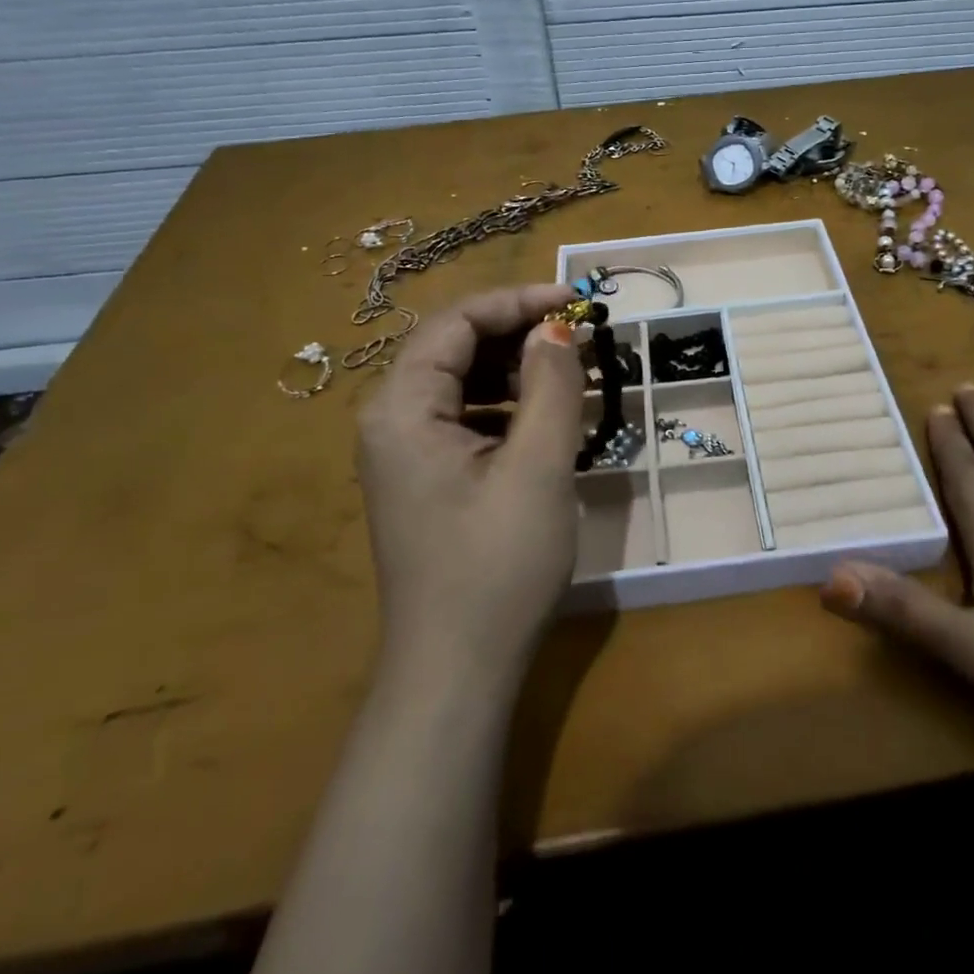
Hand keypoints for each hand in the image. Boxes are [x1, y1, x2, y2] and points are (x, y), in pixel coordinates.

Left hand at [356, 284, 584, 683]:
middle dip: (519, 334)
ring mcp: (405, 452)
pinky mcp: (426, 477)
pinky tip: (548, 419)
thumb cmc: (497, 567)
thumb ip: (551, 386)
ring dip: (518, 369)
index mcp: (402, 408)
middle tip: (581, 340)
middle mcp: (391, 420)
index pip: (456, 322)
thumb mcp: (538, 468)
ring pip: (463, 381)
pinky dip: (509, 406)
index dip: (517, 301)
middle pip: (455, 347)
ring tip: (574, 376)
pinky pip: (467, 417)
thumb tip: (557, 328)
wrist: (458, 672)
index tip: (576, 302)